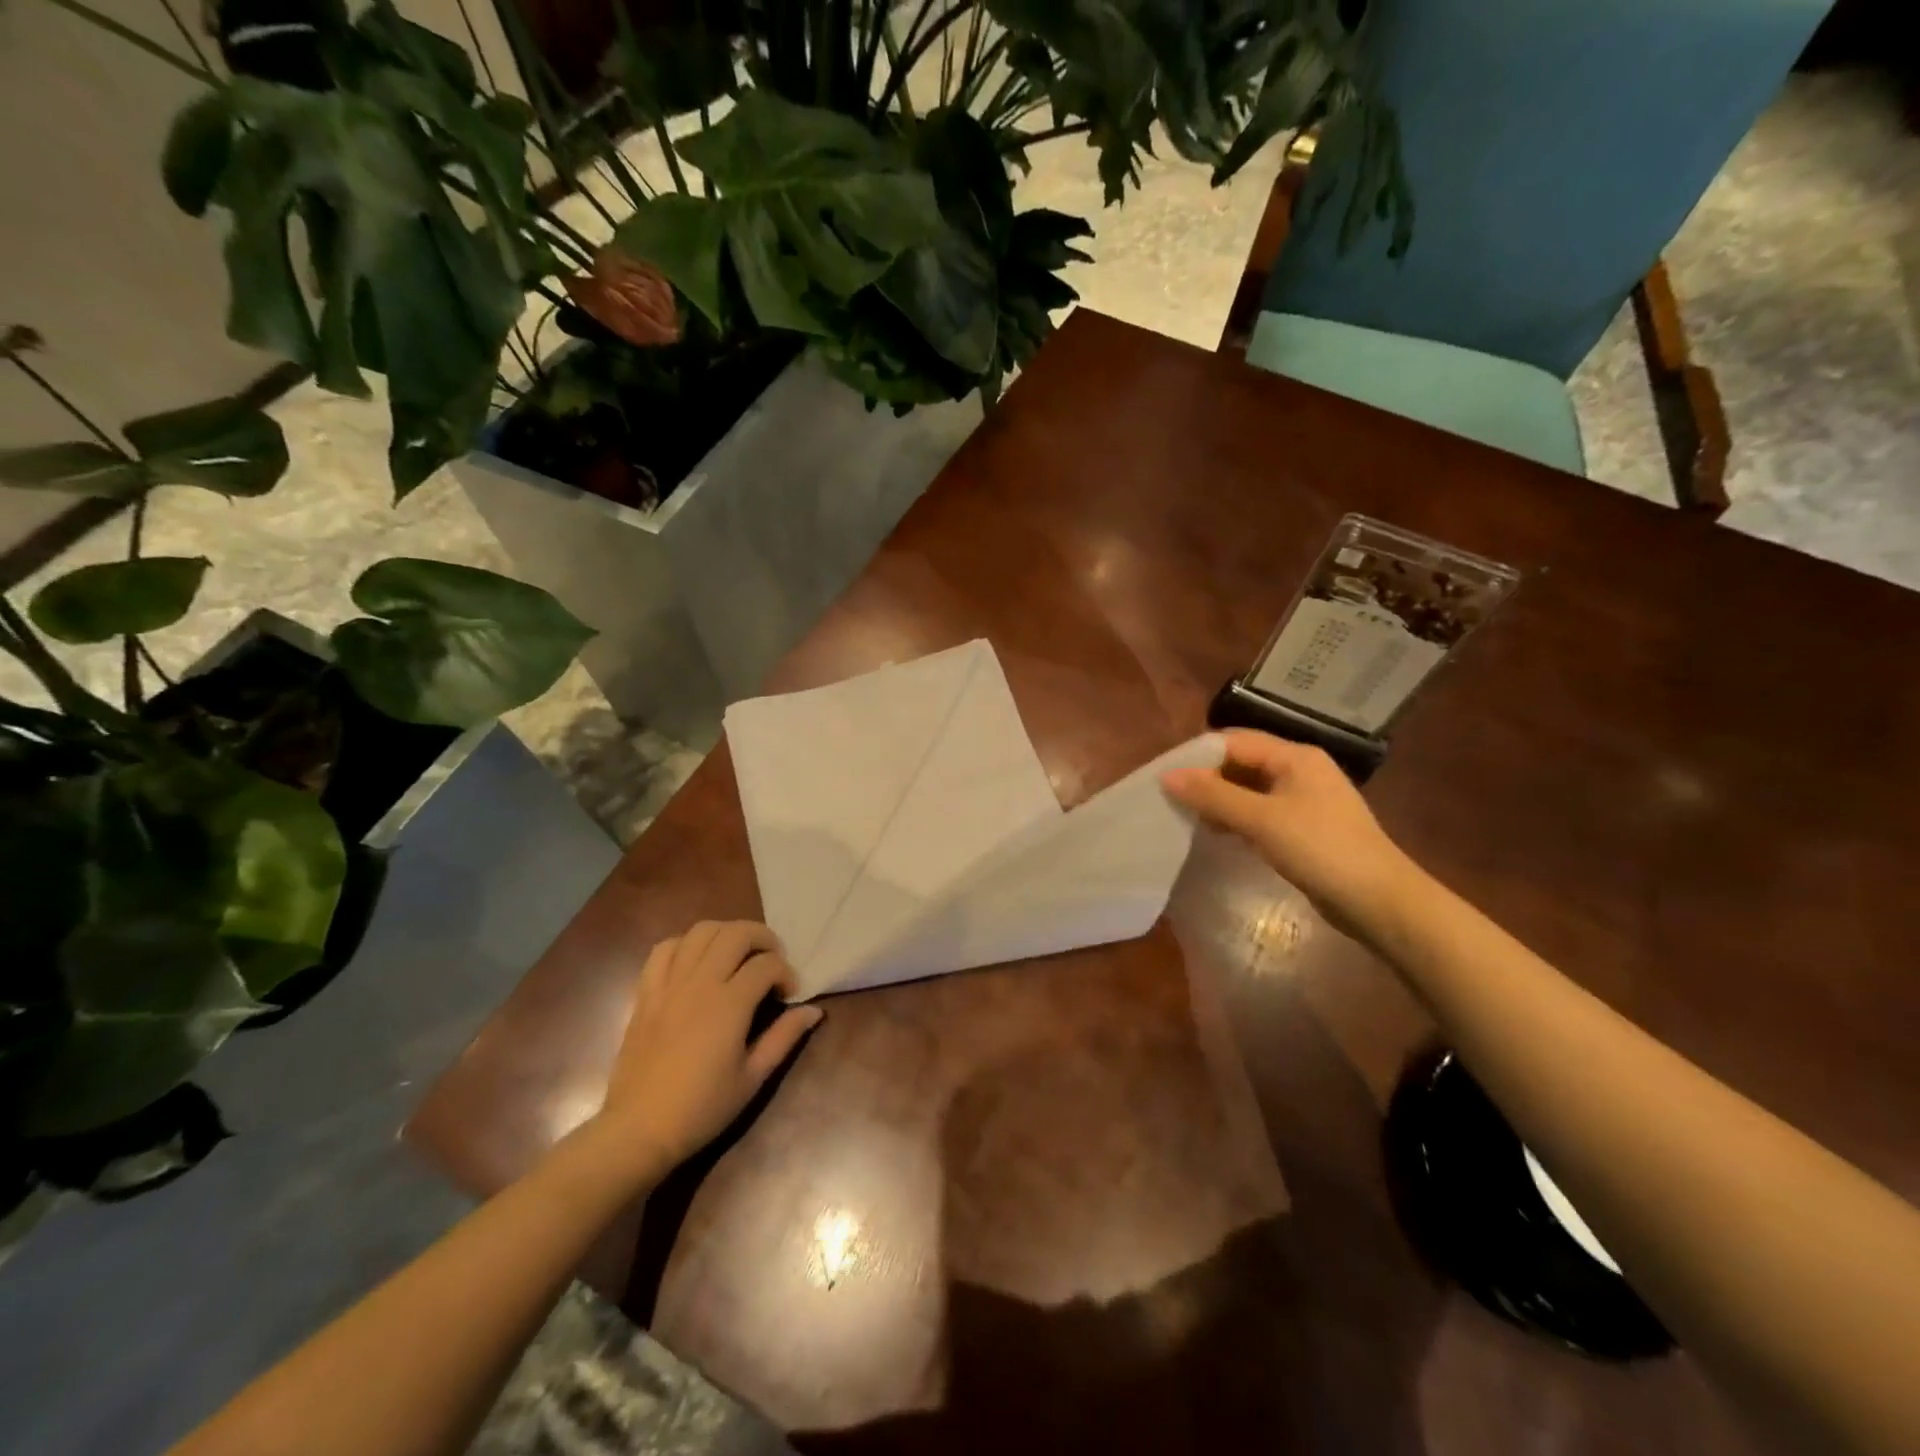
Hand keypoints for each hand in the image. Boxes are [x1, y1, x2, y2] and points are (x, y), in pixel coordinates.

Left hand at [594, 921, 822, 1171]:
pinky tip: (697, 961)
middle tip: (771, 961)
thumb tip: (813, 1011)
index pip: (767, 965)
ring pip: (701, 931)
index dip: (786, 973)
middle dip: (763, 938)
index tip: (790, 995)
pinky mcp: (646, 992)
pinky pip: (664, 949)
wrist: (638, 1130)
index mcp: (729, 1005)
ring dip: (726, 933)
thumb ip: (784, 1037)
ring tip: (737, 954)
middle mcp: (699, 983)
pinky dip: (686, 944)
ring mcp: (669, 984)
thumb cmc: (701, 1109)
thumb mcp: (752, 1078)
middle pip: (736, 933)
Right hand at [1163, 730, 1417, 932]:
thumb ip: (1213, 795)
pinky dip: (1238, 818)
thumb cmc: (1320, 849)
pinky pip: (1262, 811)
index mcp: (1295, 756)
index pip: (1234, 741)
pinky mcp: (1306, 827)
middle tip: (1173, 800)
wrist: (1379, 901)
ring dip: (1220, 800)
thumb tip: (1167, 776)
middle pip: (1242, 762)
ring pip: (1250, 789)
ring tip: (1189, 818)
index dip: (1198, 756)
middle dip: (1207, 779)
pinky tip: (1219, 834)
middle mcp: (1301, 770)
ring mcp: (1305, 799)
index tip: (1165, 777)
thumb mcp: (1261, 819)